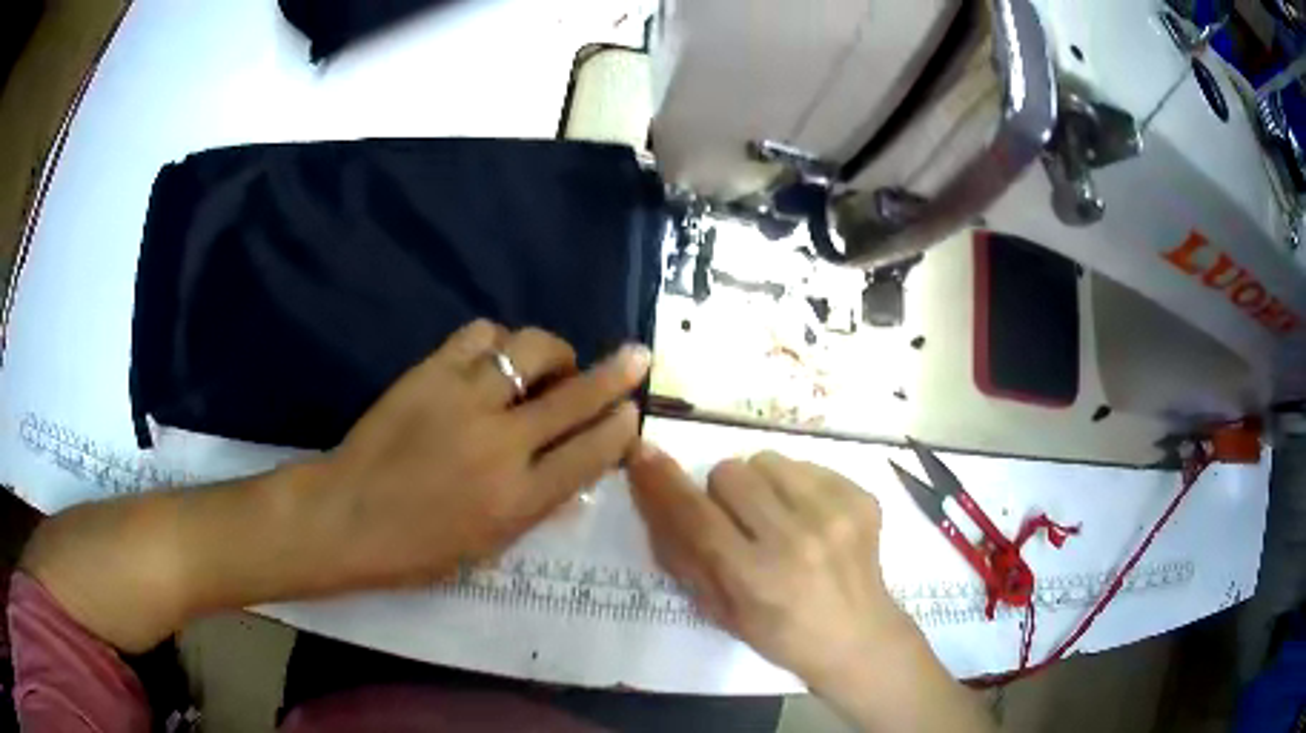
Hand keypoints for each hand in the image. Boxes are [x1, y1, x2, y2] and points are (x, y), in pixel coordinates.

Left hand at [315, 320, 650, 589]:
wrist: (347, 517)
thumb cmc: (419, 548)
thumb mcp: (490, 547)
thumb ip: (539, 505)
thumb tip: (577, 469)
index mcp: (519, 500)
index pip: (593, 451)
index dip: (622, 426)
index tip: (631, 413)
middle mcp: (501, 445)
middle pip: (576, 395)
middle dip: (617, 372)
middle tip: (636, 356)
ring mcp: (464, 401)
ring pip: (530, 350)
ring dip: (552, 352)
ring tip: (548, 364)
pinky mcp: (430, 373)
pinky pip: (481, 335)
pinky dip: (499, 341)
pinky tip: (495, 358)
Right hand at [626, 444, 908, 687]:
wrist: (858, 637)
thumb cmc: (781, 635)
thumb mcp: (720, 611)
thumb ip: (683, 556)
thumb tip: (653, 495)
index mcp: (756, 578)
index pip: (697, 516)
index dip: (664, 482)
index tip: (643, 453)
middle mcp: (797, 539)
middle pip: (730, 473)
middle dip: (722, 494)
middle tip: (739, 524)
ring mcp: (836, 514)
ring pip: (767, 460)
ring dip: (761, 485)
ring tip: (777, 519)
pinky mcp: (862, 497)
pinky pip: (806, 464)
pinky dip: (797, 486)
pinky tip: (811, 520)